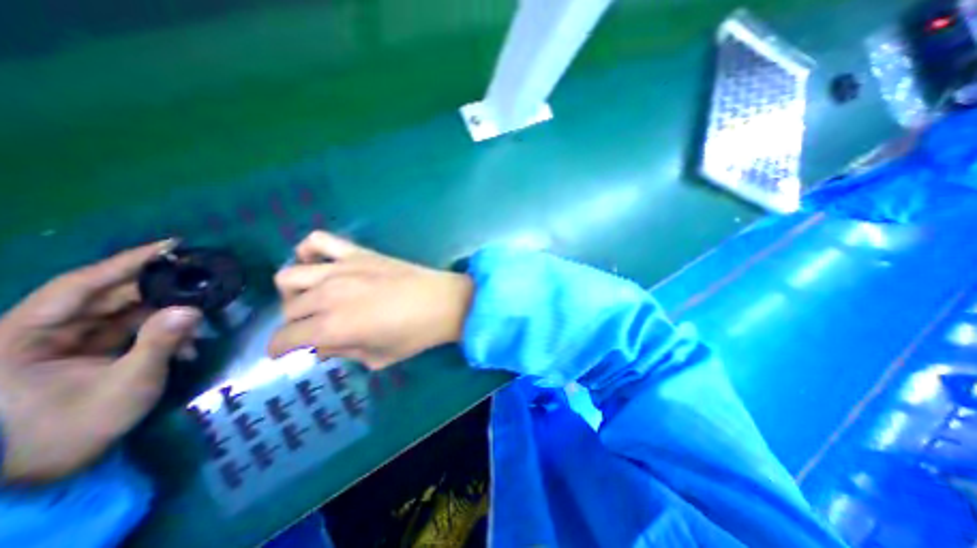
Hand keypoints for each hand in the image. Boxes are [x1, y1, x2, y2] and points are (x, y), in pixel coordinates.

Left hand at [0, 242, 200, 480]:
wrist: (45, 471)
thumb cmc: (72, 429)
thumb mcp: (125, 385)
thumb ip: (158, 344)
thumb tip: (192, 310)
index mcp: (25, 335)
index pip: (82, 284)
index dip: (128, 262)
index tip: (172, 246)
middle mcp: (43, 331)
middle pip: (111, 296)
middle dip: (162, 291)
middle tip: (204, 282)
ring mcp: (66, 342)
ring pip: (125, 312)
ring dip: (167, 315)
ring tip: (203, 319)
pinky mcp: (86, 352)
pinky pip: (130, 330)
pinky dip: (161, 332)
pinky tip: (186, 344)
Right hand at [265, 230, 473, 369]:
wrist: (444, 302)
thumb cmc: (415, 335)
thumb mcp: (377, 357)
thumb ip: (342, 352)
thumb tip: (319, 346)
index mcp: (332, 326)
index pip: (283, 340)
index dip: (280, 350)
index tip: (288, 352)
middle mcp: (327, 294)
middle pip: (288, 309)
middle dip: (295, 325)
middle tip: (316, 330)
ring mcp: (342, 268)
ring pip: (290, 276)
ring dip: (295, 292)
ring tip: (315, 300)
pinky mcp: (358, 252)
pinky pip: (319, 241)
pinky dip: (309, 251)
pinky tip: (320, 265)